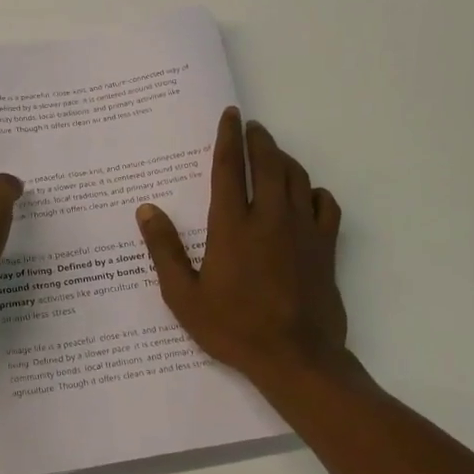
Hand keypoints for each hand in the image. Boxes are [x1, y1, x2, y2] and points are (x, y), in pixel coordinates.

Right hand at [135, 107, 354, 388]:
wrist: (296, 358)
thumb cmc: (233, 328)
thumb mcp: (184, 296)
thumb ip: (165, 250)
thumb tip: (147, 210)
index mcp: (232, 226)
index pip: (229, 168)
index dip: (228, 138)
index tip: (231, 115)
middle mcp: (270, 218)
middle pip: (268, 164)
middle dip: (259, 139)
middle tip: (252, 127)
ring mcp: (303, 231)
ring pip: (298, 178)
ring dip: (284, 159)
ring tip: (272, 153)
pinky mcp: (326, 247)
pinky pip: (326, 205)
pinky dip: (315, 191)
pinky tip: (307, 195)